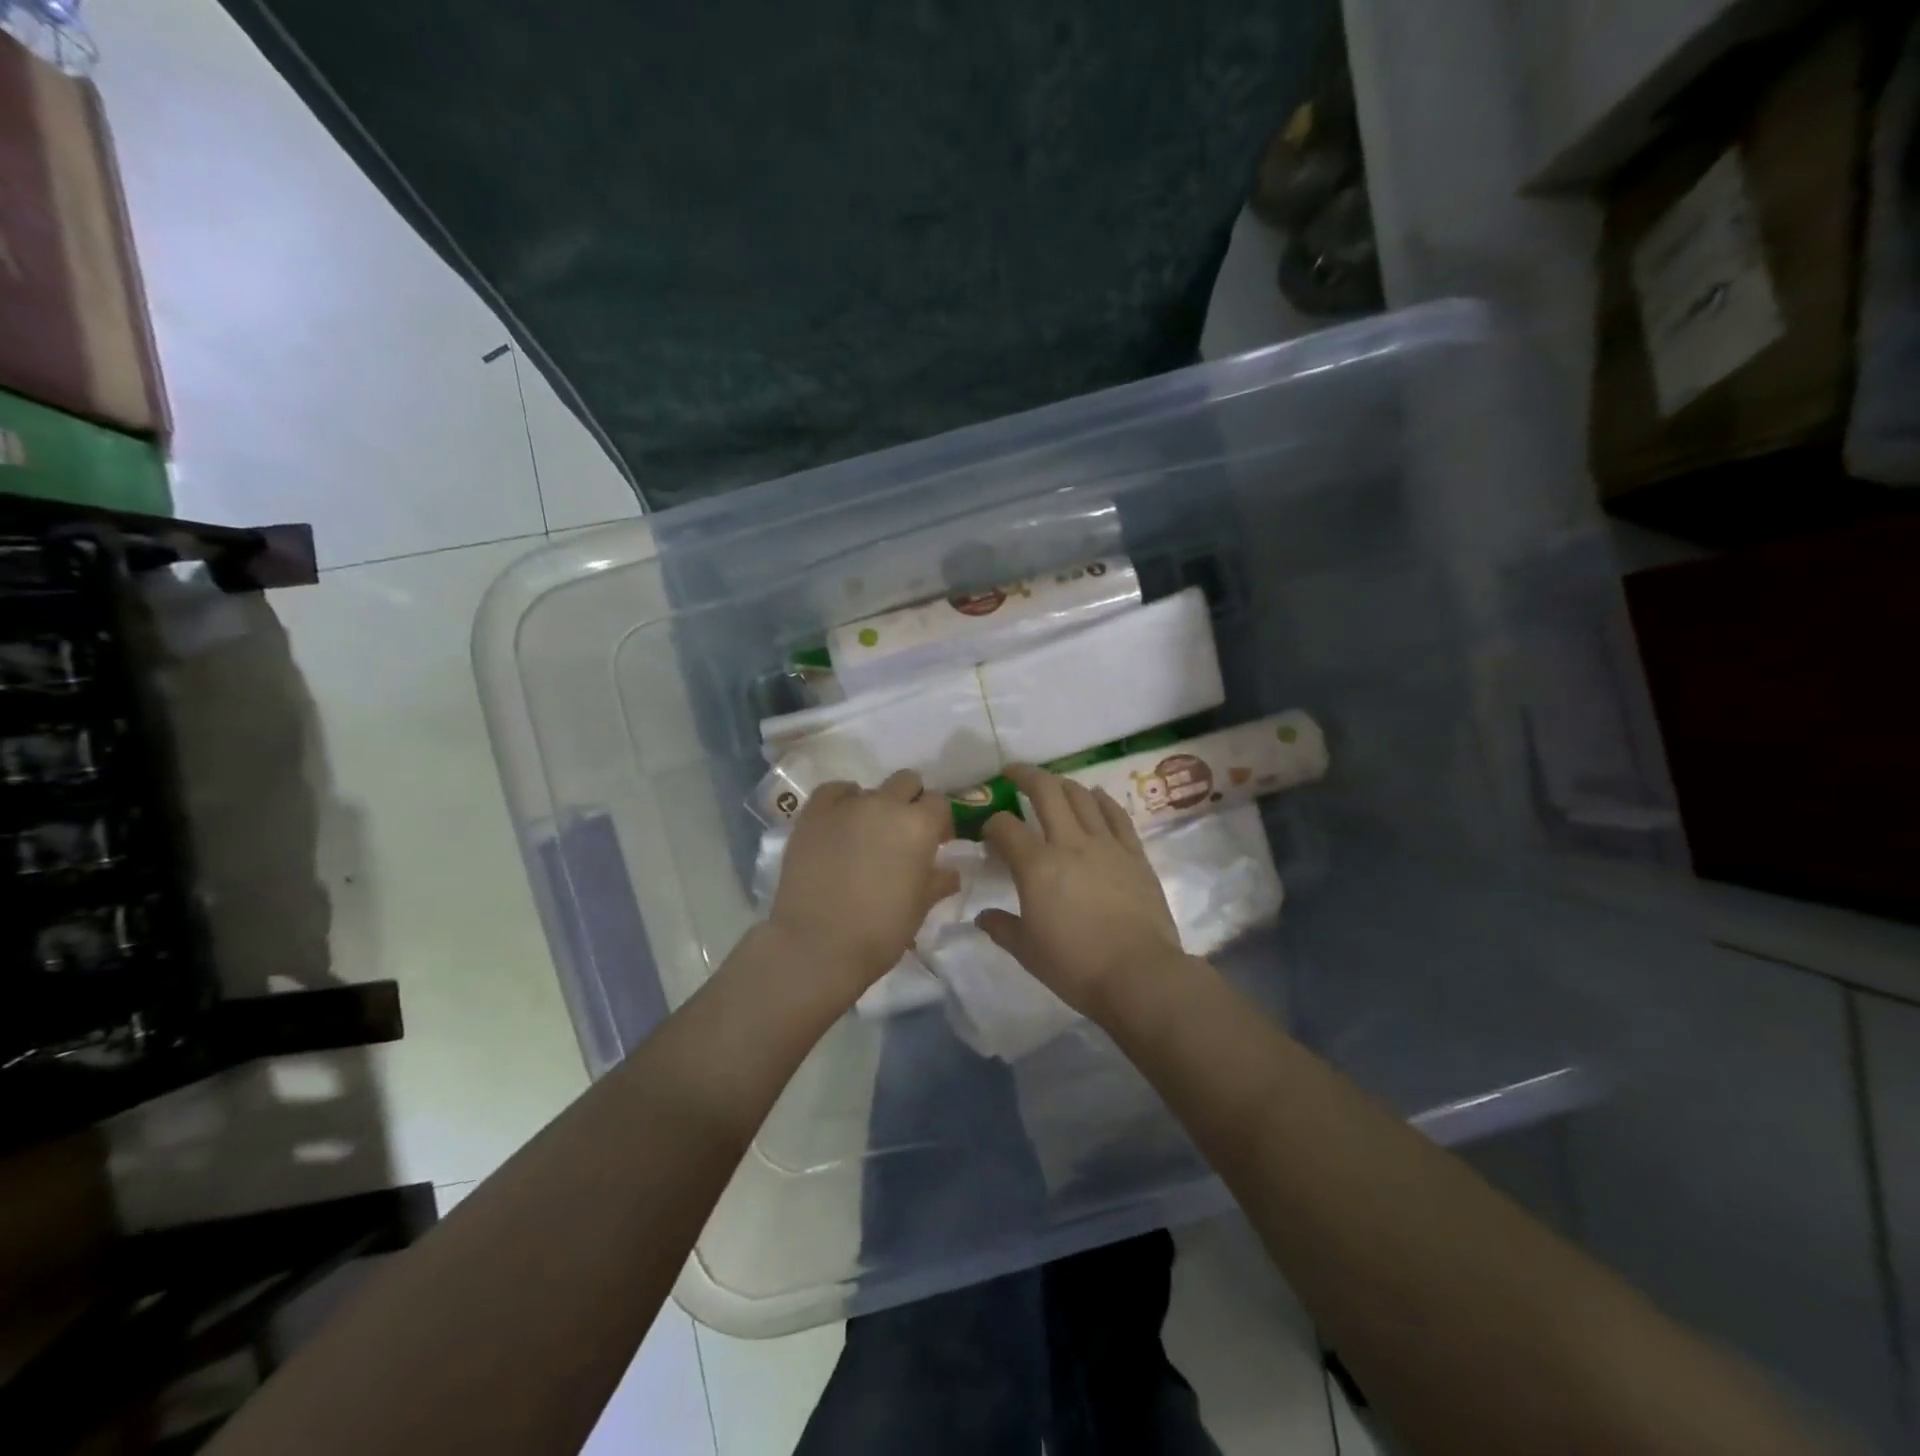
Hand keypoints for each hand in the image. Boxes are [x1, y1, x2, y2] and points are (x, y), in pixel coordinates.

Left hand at [768, 770, 958, 992]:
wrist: (817, 945)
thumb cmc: (880, 931)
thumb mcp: (919, 909)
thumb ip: (937, 882)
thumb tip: (951, 872)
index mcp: (919, 826)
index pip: (938, 803)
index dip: (938, 822)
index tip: (934, 843)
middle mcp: (886, 804)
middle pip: (906, 782)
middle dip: (909, 802)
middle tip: (901, 834)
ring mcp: (847, 805)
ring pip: (870, 789)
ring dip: (874, 806)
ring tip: (864, 837)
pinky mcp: (813, 813)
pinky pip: (834, 791)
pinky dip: (841, 801)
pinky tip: (839, 823)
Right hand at [977, 765, 1186, 1018]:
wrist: (1139, 975)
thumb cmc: (1076, 966)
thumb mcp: (1027, 952)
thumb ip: (1002, 928)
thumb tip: (983, 917)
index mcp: (1036, 866)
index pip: (1005, 827)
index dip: (991, 824)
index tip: (989, 832)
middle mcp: (1069, 843)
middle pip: (1045, 792)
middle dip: (1024, 776)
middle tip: (1012, 772)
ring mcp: (1106, 844)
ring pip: (1082, 796)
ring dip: (1062, 783)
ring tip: (1052, 784)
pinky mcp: (1134, 853)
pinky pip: (1116, 815)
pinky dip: (1102, 800)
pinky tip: (1095, 796)